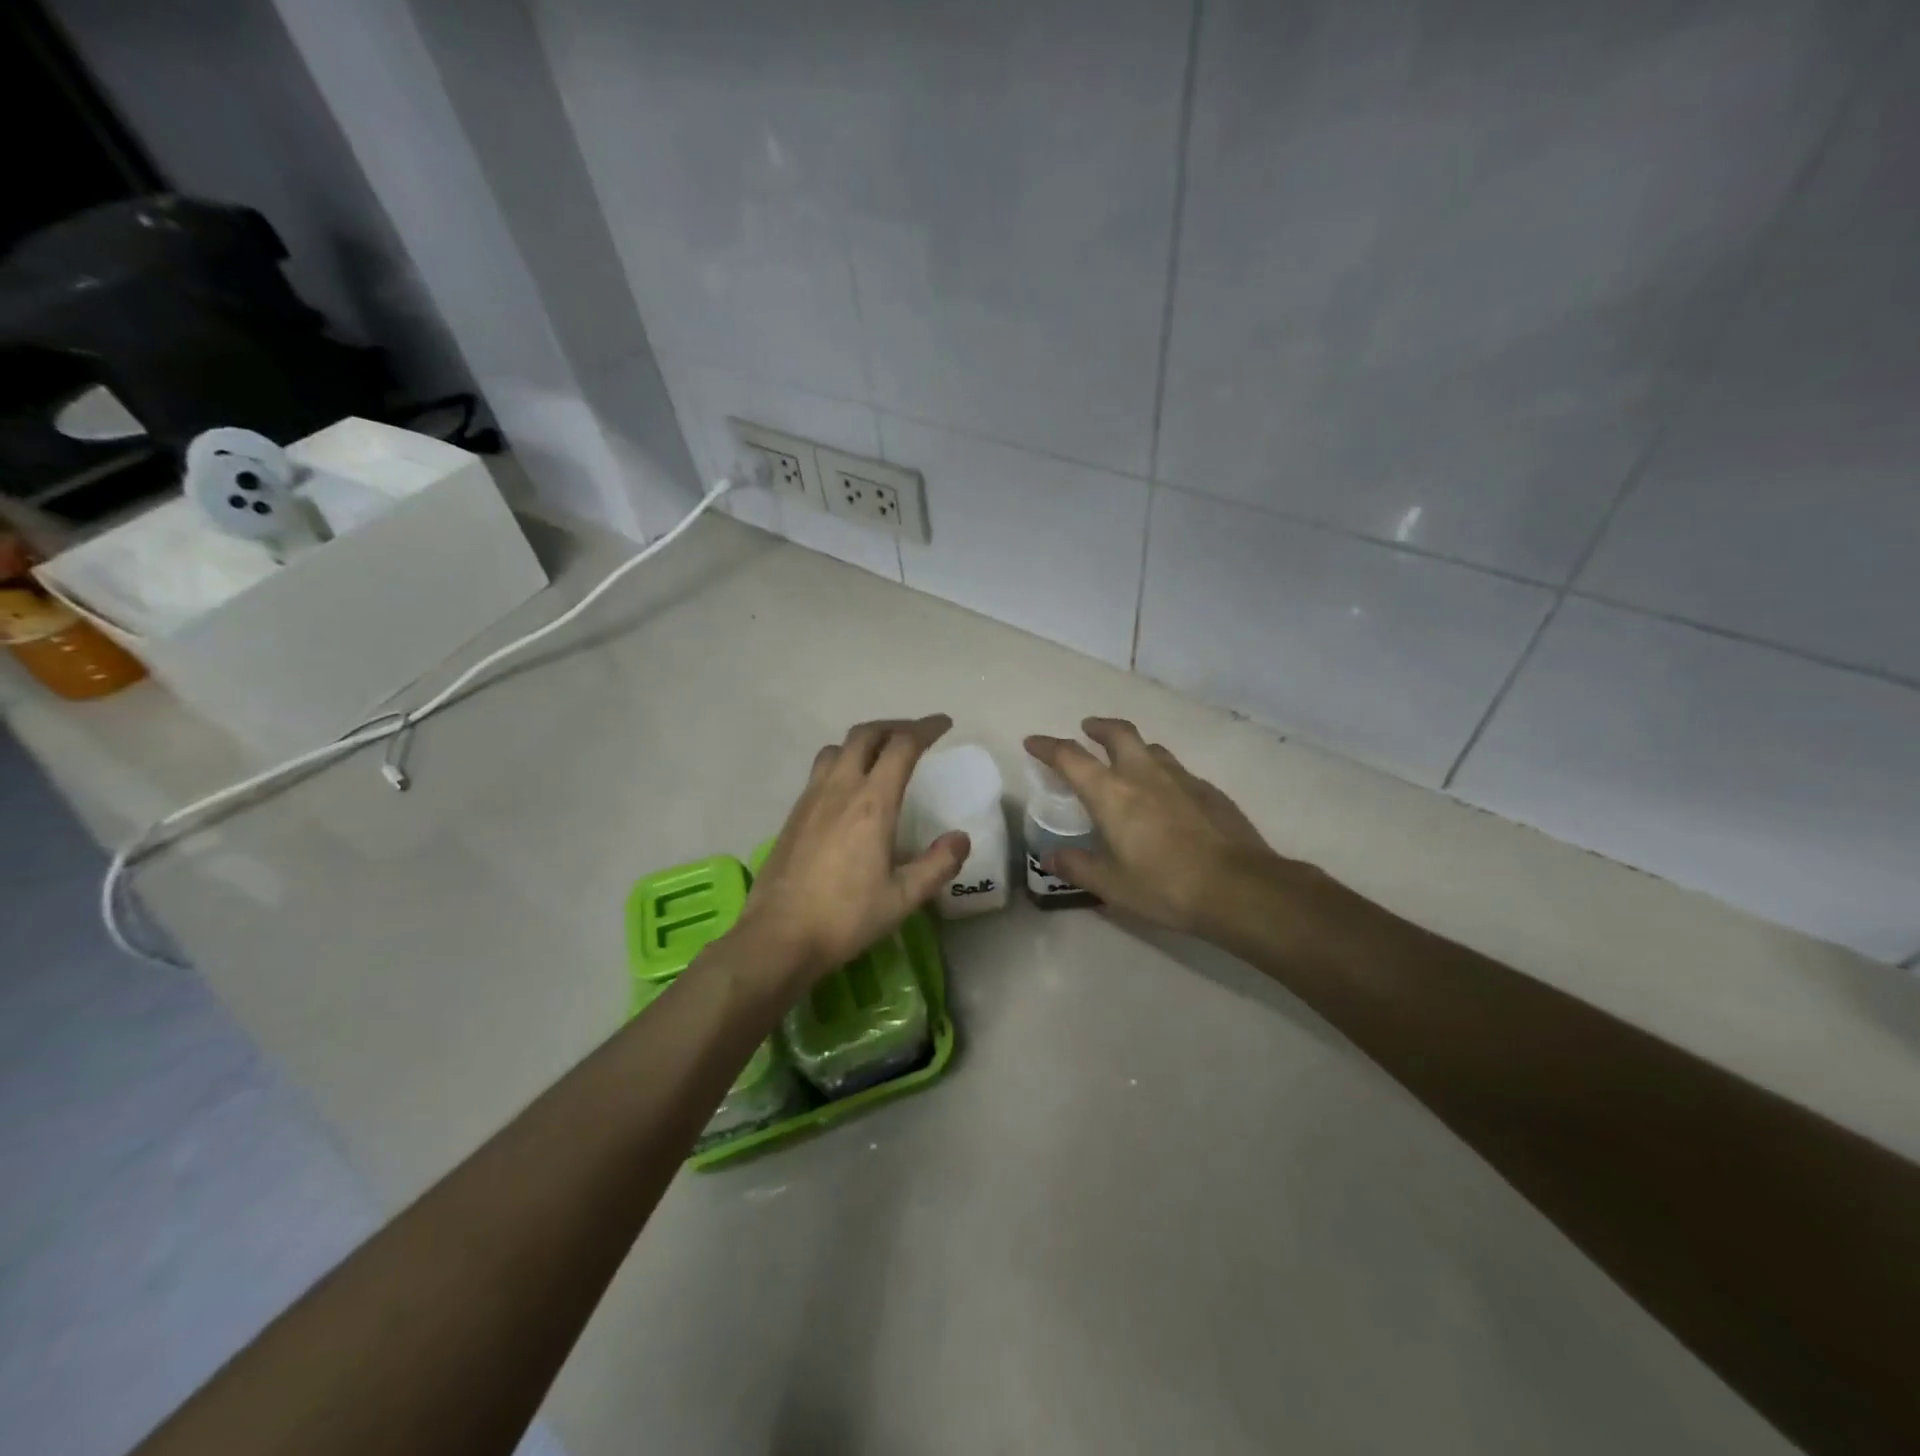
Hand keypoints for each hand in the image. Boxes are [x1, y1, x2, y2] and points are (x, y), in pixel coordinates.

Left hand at [735, 716, 969, 985]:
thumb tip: (960, 838)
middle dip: (894, 727)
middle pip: (865, 735)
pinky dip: (843, 761)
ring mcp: (811, 799)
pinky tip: (849, 789)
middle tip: (915, 735)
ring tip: (881, 756)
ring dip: (864, 741)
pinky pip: (821, 770)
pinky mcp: (793, 814)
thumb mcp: (903, 898)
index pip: (902, 746)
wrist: (778, 937)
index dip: (926, 728)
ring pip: (838, 748)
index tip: (944, 724)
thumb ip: (937, 865)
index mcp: (872, 804)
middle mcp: (839, 790)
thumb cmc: (846, 917)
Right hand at [1024, 717, 1311, 937]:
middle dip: (1098, 727)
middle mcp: (1143, 774)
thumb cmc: (1164, 885)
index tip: (1033, 742)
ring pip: (1151, 748)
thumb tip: (1050, 855)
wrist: (1237, 887)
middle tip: (1088, 730)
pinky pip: (1178, 771)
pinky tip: (1167, 797)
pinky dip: (1162, 773)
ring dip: (1133, 748)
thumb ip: (1077, 866)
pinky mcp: (1209, 790)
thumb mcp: (1111, 884)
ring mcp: (1181, 778)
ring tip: (1127, 763)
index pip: (1070, 757)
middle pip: (1118, 733)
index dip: (1048, 746)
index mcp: (1111, 793)